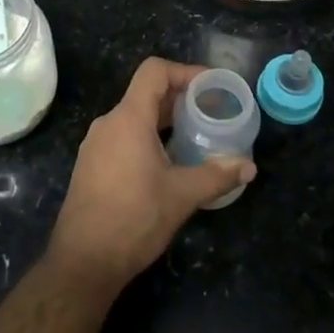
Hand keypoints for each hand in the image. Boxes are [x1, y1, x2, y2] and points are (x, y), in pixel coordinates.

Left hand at [49, 57, 255, 287]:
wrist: (84, 261)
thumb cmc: (134, 219)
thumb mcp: (181, 196)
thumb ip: (216, 176)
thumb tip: (249, 167)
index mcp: (128, 119)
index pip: (154, 72)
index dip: (185, 71)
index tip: (211, 87)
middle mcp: (109, 123)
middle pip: (146, 93)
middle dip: (181, 98)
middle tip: (212, 112)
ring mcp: (96, 145)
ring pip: (135, 117)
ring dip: (165, 120)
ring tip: (195, 136)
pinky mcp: (92, 165)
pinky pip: (123, 137)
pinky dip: (148, 137)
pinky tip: (168, 162)